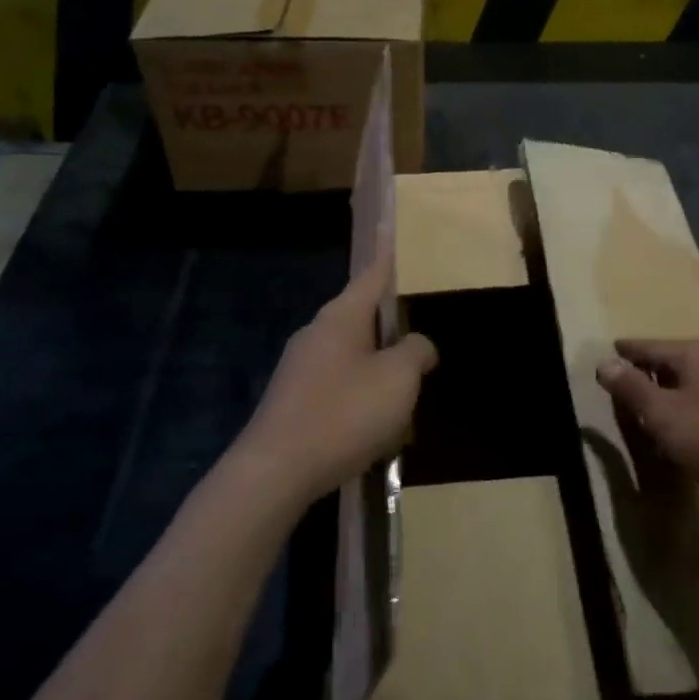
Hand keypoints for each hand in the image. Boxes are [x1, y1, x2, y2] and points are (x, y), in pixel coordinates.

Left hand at [237, 253, 436, 510]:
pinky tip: (377, 422)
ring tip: (408, 386)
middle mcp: (317, 332)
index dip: (388, 253)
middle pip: (363, 315)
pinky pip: (338, 383)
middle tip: (423, 328)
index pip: (372, 273)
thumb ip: (416, 352)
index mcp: (342, 316)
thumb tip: (418, 344)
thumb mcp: (397, 379)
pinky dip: (361, 392)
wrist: (274, 472)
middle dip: (391, 322)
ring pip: (352, 353)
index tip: (390, 227)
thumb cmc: (343, 413)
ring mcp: (300, 367)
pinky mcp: (293, 400)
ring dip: (379, 364)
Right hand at [596, 339, 698, 500]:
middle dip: (648, 371)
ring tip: (653, 405)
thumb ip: (631, 387)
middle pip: (672, 359)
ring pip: (692, 377)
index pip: (649, 346)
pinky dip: (691, 400)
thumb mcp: (662, 414)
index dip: (625, 352)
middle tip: (627, 383)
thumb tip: (605, 362)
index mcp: (694, 353)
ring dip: (670, 389)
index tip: (609, 353)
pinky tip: (687, 422)